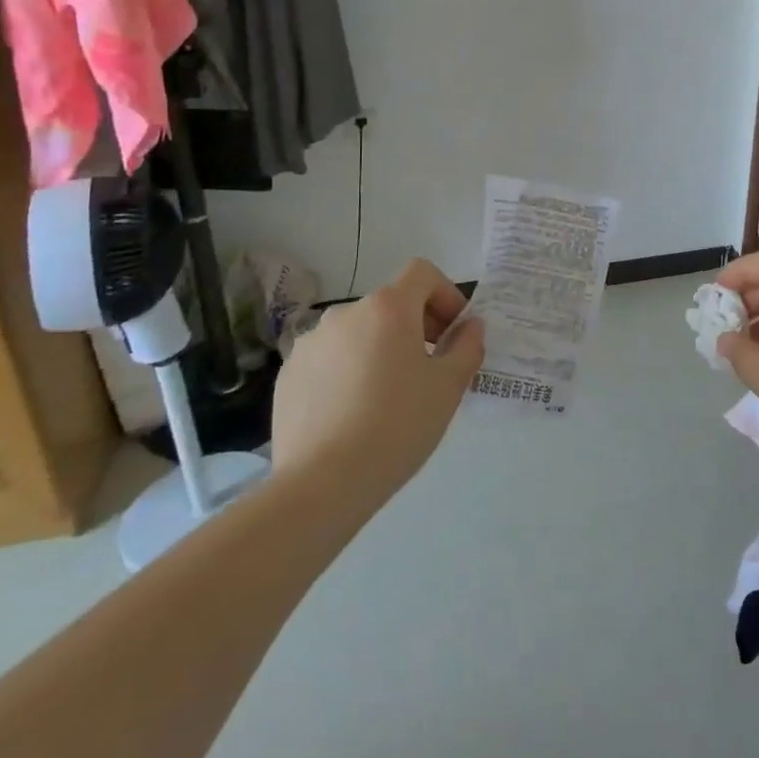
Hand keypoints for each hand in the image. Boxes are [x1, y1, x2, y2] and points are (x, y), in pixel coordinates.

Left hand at [270, 259, 484, 492]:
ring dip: (380, 349)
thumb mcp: (449, 387)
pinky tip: (353, 413)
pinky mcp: (288, 374)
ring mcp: (311, 343)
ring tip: (389, 396)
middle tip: (430, 368)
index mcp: (387, 308)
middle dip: (416, 325)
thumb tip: (470, 327)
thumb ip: (467, 346)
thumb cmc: (397, 426)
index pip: (423, 273)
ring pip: (359, 333)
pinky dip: (348, 371)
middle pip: (391, 304)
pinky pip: (329, 360)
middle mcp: (345, 313)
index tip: (454, 333)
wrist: (322, 484)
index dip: (446, 294)